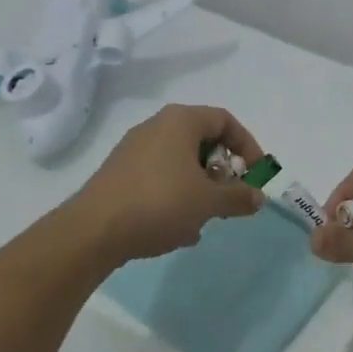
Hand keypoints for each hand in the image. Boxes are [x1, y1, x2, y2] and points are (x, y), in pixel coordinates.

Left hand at [69, 105, 264, 263]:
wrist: (93, 230)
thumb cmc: (159, 203)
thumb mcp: (208, 202)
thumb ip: (238, 197)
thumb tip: (259, 196)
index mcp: (180, 120)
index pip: (224, 120)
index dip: (247, 146)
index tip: (256, 174)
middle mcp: (156, 126)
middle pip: (202, 141)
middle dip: (221, 172)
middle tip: (229, 198)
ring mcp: (134, 149)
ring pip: (180, 163)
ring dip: (199, 189)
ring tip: (203, 220)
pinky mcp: (120, 173)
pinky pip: (159, 178)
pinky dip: (176, 196)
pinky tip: (177, 229)